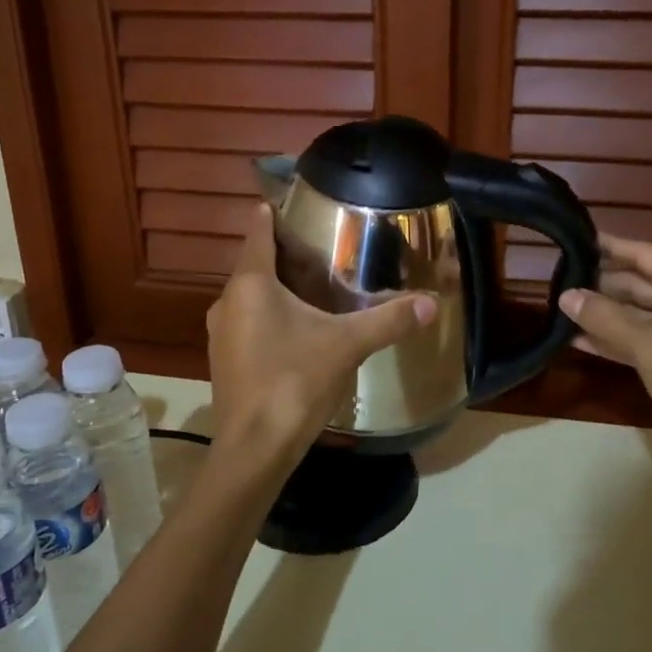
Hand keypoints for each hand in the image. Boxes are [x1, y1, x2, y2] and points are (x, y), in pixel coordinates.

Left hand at [206, 204, 436, 487]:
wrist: (255, 448)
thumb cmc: (294, 382)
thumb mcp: (347, 345)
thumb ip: (387, 321)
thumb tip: (431, 304)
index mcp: (251, 285)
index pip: (258, 233)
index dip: (272, 215)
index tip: (290, 203)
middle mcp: (227, 302)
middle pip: (254, 265)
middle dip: (281, 255)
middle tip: (318, 247)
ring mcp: (220, 334)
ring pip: (249, 297)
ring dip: (273, 289)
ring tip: (310, 285)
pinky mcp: (223, 361)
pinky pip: (246, 323)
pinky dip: (267, 316)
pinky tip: (294, 330)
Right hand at [557, 234, 651, 470]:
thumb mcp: (649, 346)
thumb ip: (604, 318)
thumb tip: (565, 295)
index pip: (644, 254)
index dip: (609, 247)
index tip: (574, 237)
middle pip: (639, 282)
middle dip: (600, 285)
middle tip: (556, 279)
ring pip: (638, 312)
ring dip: (603, 314)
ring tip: (560, 308)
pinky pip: (642, 337)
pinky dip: (615, 339)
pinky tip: (578, 339)